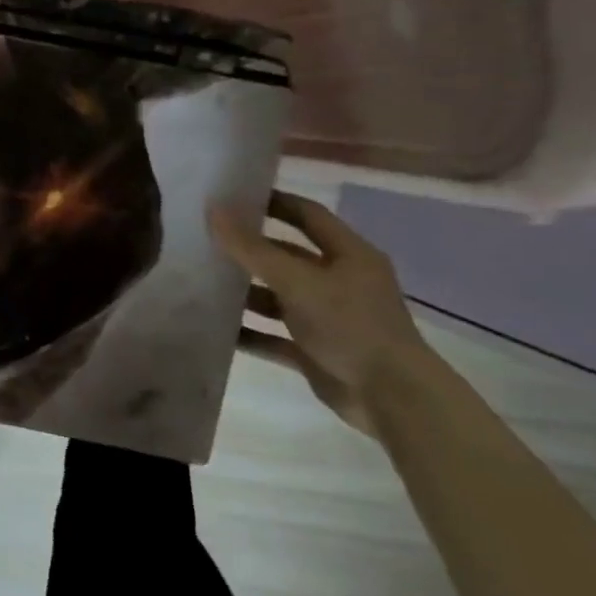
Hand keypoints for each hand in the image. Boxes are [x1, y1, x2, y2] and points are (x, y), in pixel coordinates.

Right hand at [207, 191, 434, 436]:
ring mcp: (328, 319)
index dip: (273, 202)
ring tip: (202, 284)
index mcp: (349, 255)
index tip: (232, 196)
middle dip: (250, 250)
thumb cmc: (350, 326)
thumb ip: (252, 248)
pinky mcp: (316, 351)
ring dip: (245, 294)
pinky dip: (250, 333)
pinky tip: (216, 330)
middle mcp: (340, 282)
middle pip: (288, 257)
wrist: (392, 399)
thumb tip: (213, 209)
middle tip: (206, 240)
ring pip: (278, 298)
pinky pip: (274, 336)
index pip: (308, 215)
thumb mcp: (297, 282)